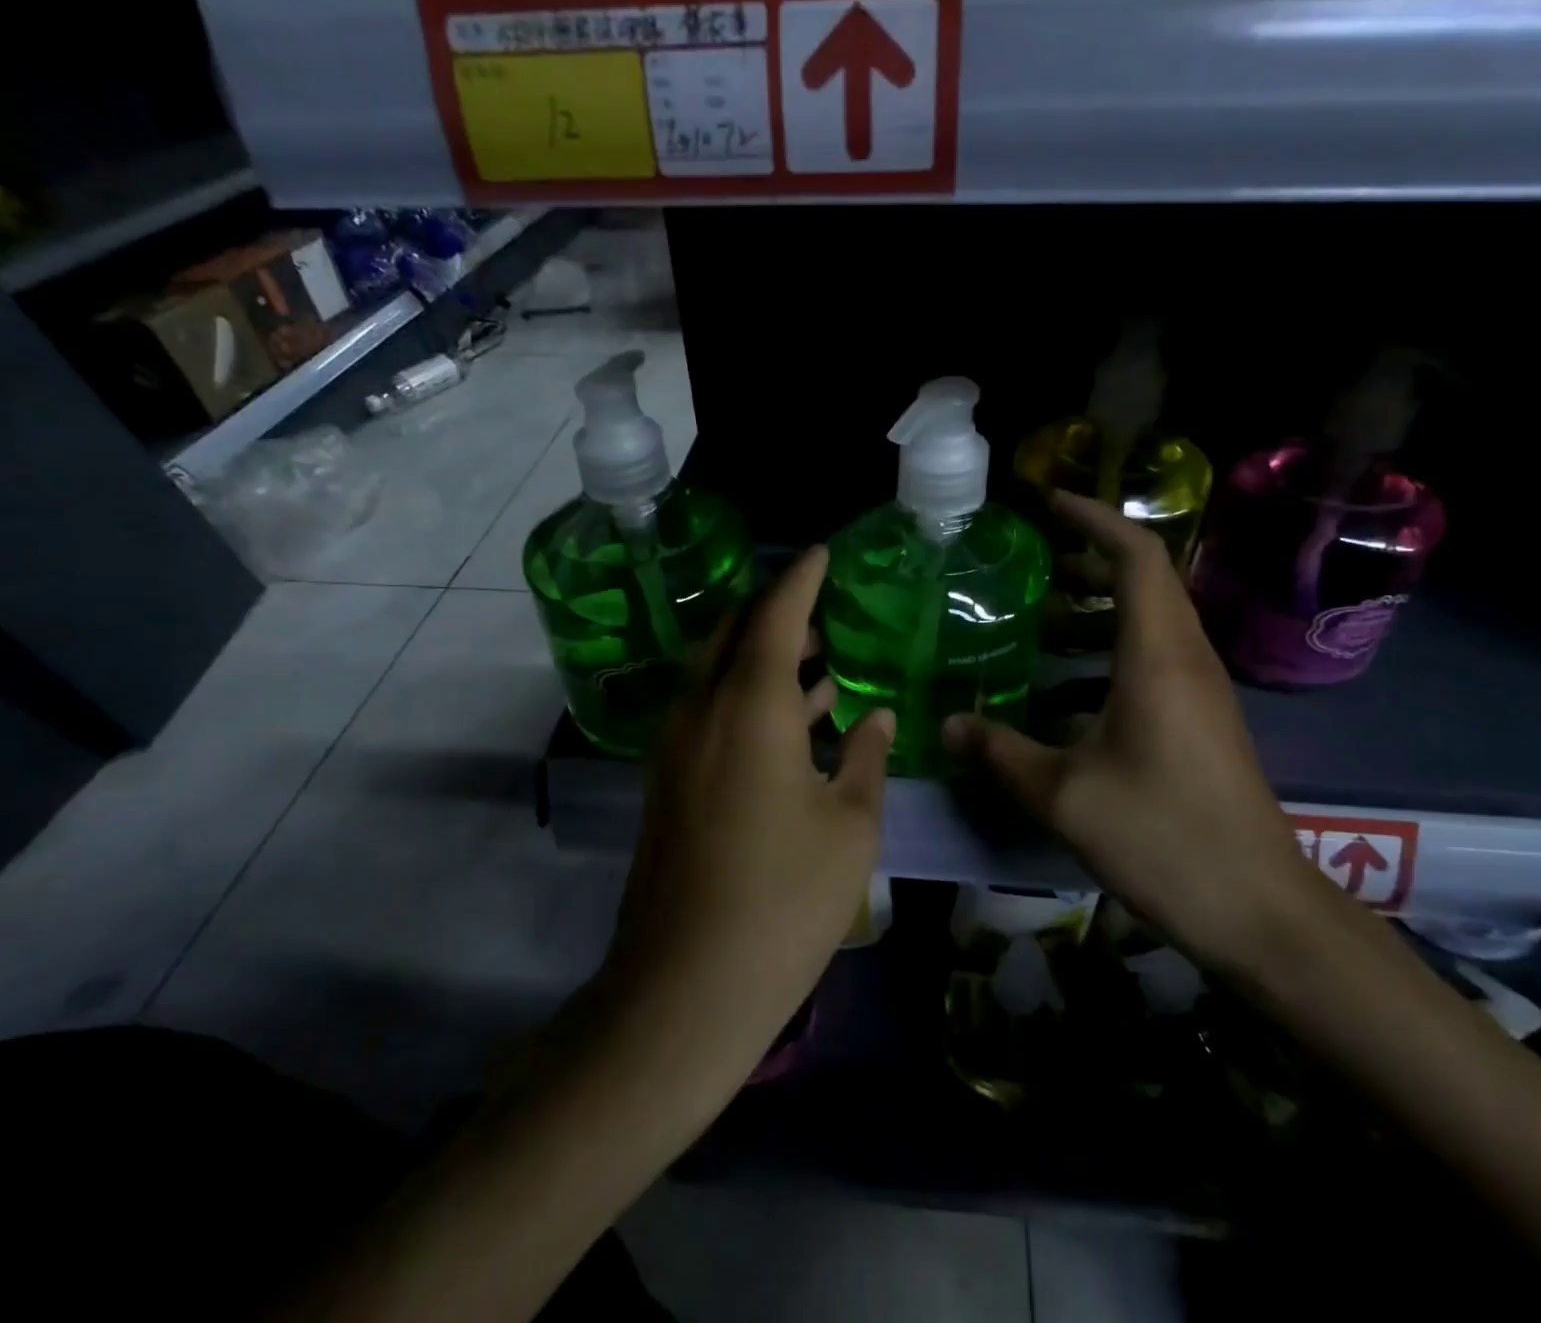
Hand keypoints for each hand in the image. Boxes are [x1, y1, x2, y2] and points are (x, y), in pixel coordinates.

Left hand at [606, 546, 893, 1071]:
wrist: (685, 989)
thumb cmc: (783, 901)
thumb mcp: (849, 826)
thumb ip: (865, 757)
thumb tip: (872, 715)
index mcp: (749, 708)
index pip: (774, 615)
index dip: (801, 579)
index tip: (824, 552)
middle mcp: (701, 712)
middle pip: (732, 634)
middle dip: (775, 612)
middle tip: (823, 608)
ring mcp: (676, 748)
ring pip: (717, 673)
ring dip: (761, 656)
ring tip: (817, 657)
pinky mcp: (668, 782)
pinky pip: (708, 711)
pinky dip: (746, 697)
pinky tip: (790, 719)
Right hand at [943, 491, 1310, 969]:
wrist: (1260, 910)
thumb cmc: (1164, 838)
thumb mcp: (1065, 797)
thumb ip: (1001, 754)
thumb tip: (949, 727)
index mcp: (1158, 657)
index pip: (1136, 555)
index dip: (1093, 519)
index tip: (1047, 503)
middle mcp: (1185, 659)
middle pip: (1145, 579)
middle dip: (1086, 558)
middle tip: (1028, 562)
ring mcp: (1199, 690)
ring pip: (1147, 621)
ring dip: (1094, 609)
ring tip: (1035, 620)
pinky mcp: (1199, 720)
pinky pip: (1151, 660)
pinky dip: (1104, 654)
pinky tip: (1060, 694)